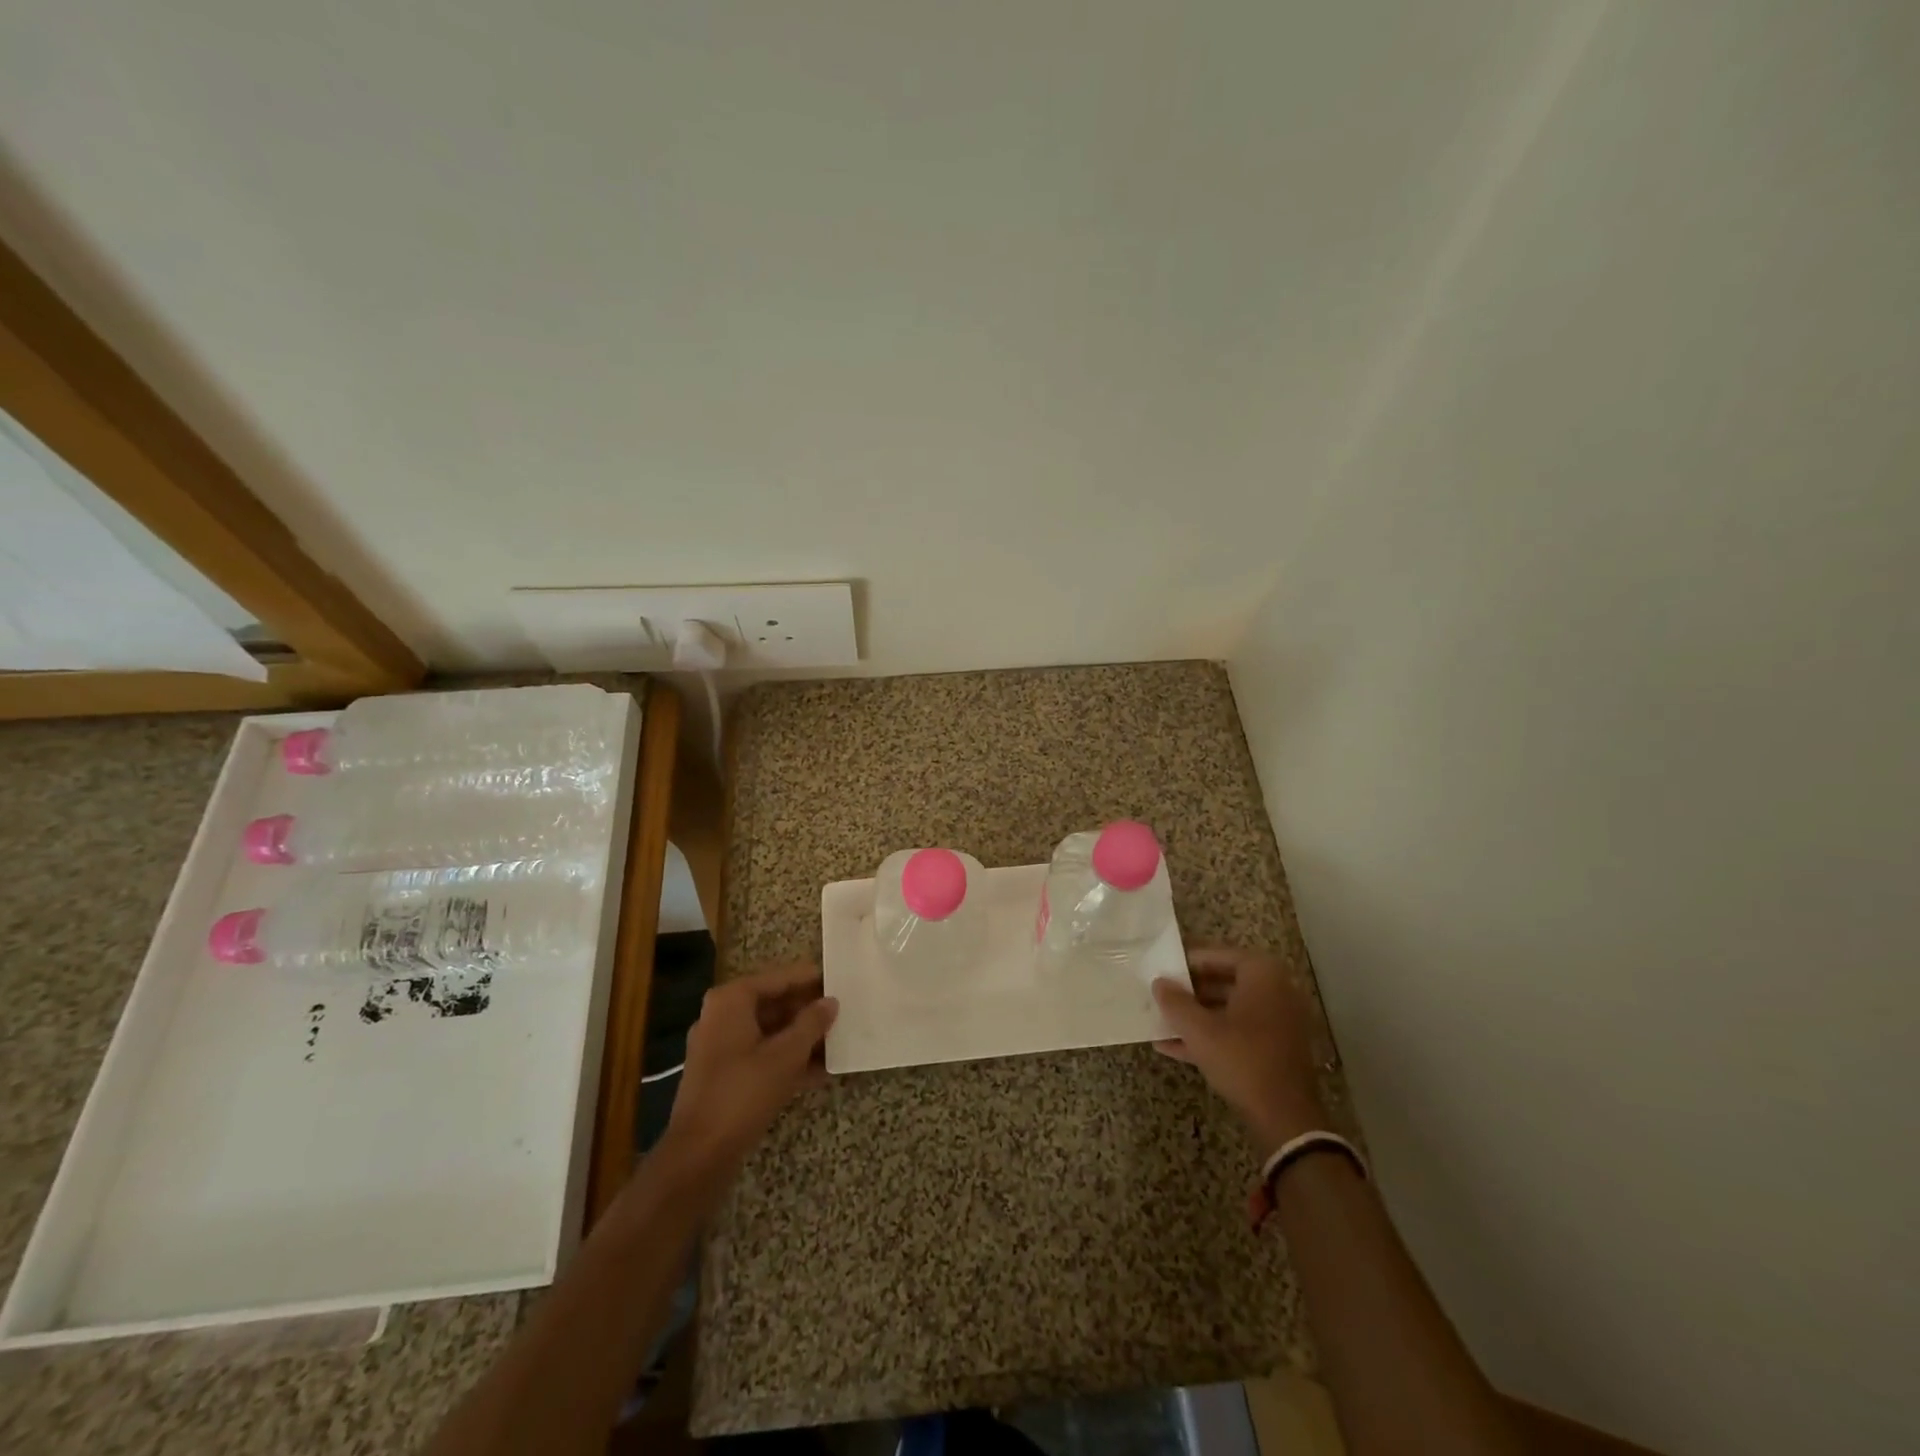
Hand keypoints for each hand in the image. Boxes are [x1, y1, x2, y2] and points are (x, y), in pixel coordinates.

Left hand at [664, 962, 838, 1171]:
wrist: (699, 1155)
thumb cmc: (743, 1093)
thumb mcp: (786, 1055)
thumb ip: (811, 1023)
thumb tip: (830, 1002)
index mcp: (731, 1001)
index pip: (779, 978)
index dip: (810, 979)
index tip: (840, 979)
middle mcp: (722, 1016)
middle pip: (774, 1003)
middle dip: (808, 1010)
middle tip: (844, 1011)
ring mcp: (720, 1047)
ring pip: (770, 1032)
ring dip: (802, 1037)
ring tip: (839, 1039)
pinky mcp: (724, 1075)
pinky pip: (762, 1055)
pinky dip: (788, 1059)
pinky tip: (821, 1070)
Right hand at [1152, 946, 1327, 1156]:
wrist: (1285, 1117)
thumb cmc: (1242, 1059)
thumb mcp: (1199, 1029)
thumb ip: (1175, 1001)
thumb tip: (1159, 983)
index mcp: (1263, 975)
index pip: (1217, 955)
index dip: (1186, 962)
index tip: (1162, 969)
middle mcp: (1275, 991)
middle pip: (1223, 981)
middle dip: (1189, 991)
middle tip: (1160, 995)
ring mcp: (1278, 1021)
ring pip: (1228, 1009)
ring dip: (1195, 1015)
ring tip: (1160, 1021)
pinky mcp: (1274, 1048)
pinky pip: (1237, 1031)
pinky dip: (1210, 1035)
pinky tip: (1172, 1047)